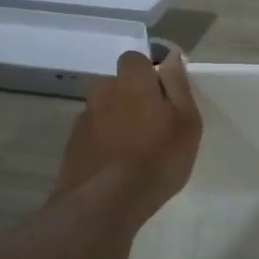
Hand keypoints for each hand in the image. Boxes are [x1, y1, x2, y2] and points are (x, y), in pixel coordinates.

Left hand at [53, 47, 201, 225]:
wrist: (104, 203)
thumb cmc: (157, 159)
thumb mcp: (185, 122)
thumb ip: (177, 85)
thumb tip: (171, 55)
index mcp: (132, 81)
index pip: (135, 59)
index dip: (149, 72)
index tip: (163, 95)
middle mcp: (102, 92)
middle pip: (119, 85)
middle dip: (133, 97)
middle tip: (153, 126)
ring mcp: (83, 119)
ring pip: (105, 111)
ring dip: (117, 121)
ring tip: (134, 151)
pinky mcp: (72, 145)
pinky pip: (93, 134)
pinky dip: (104, 143)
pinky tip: (116, 166)